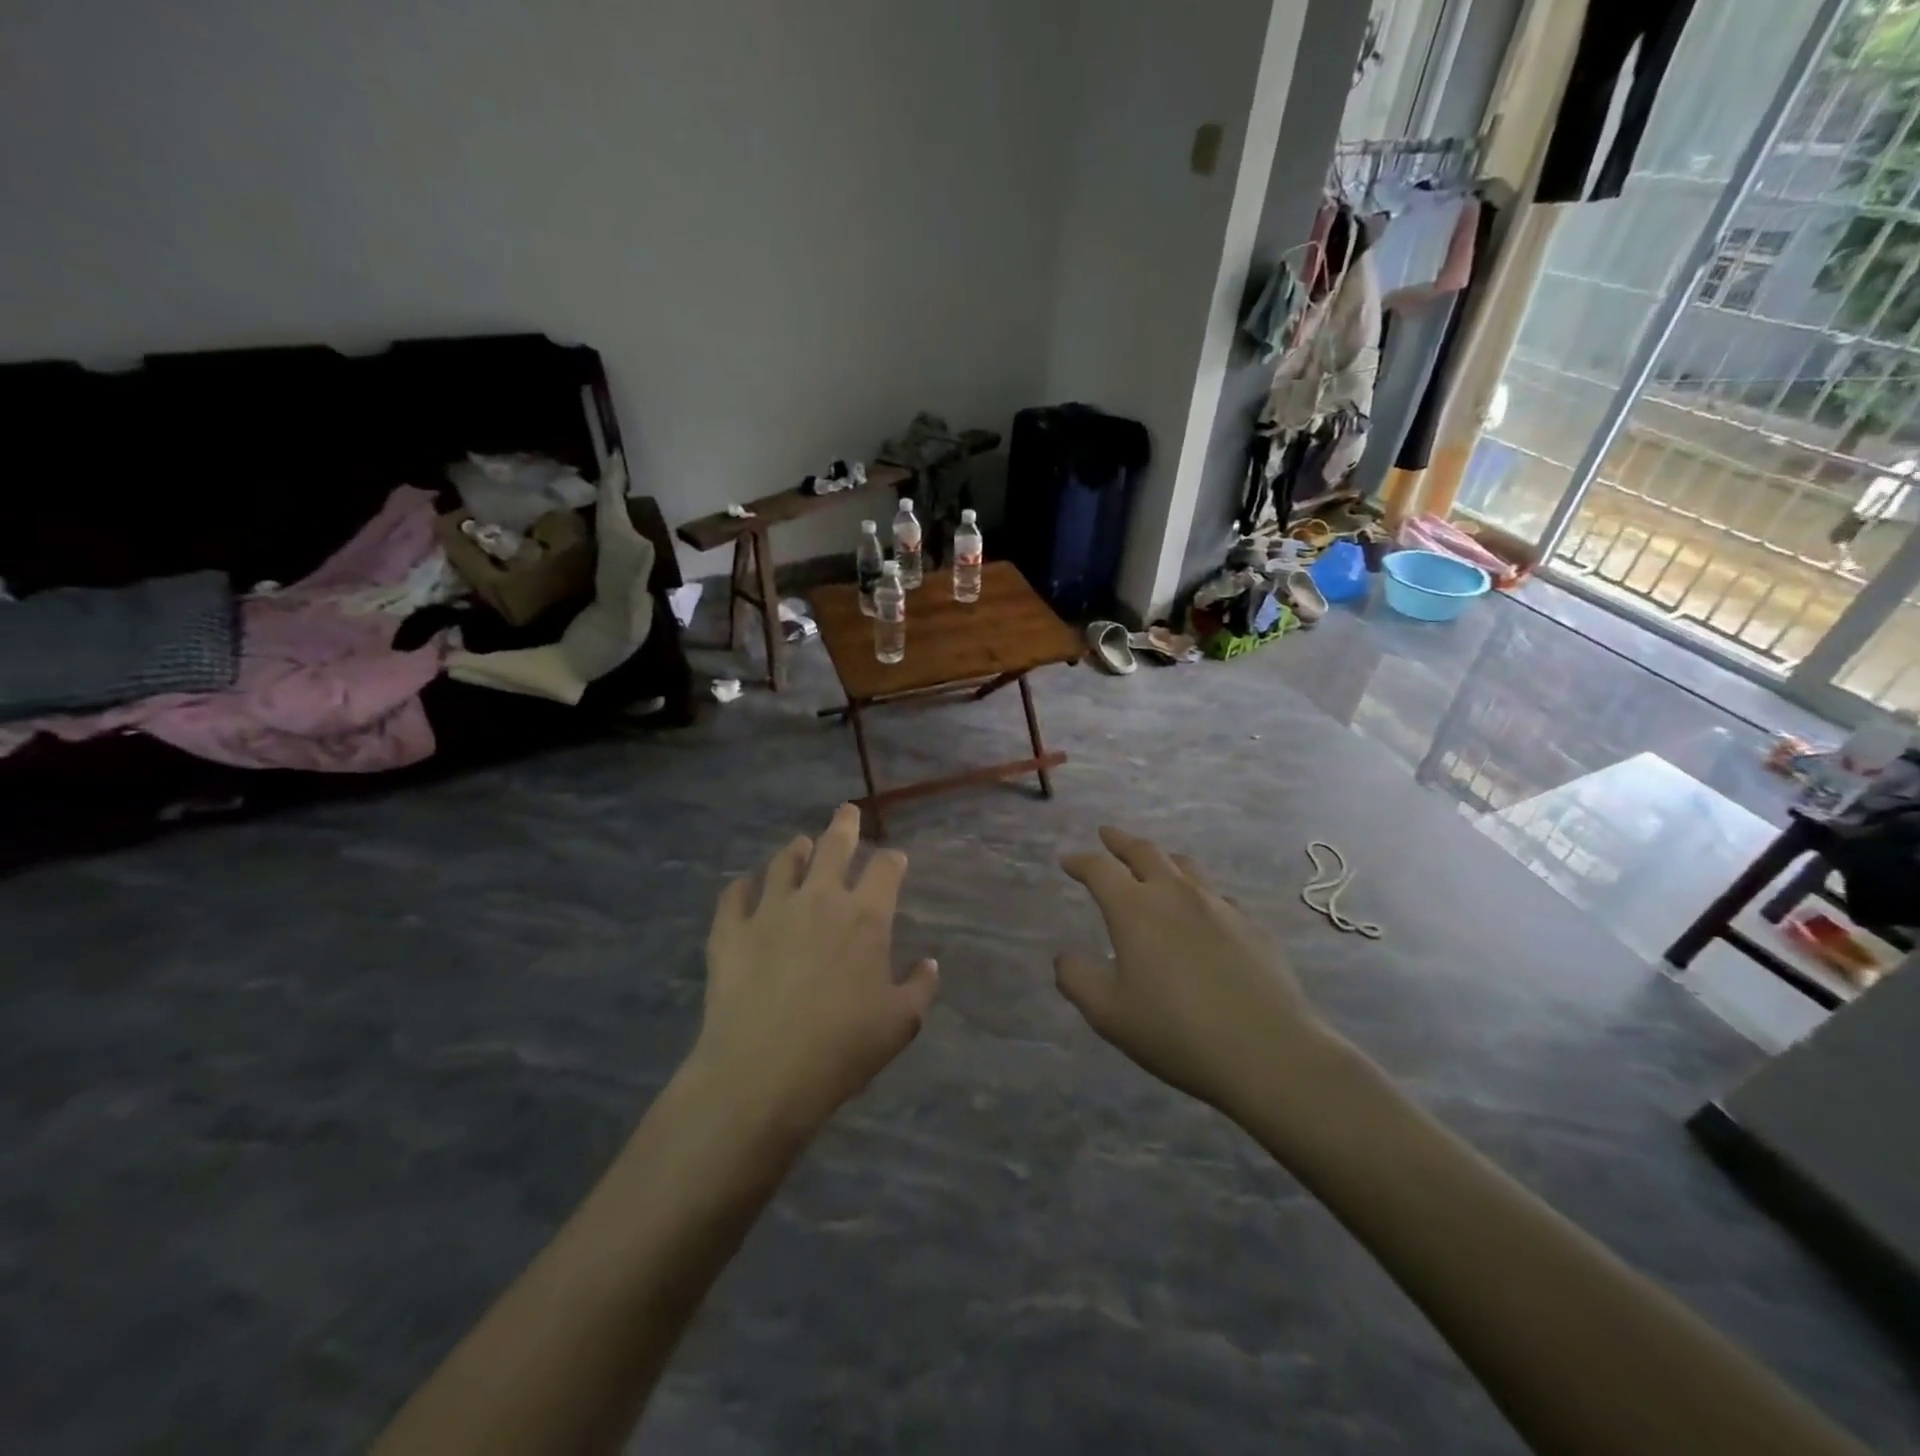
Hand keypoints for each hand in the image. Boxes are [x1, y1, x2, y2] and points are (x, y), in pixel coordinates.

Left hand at [693, 804, 938, 1137]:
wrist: (763, 1071)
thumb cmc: (842, 1047)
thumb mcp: (901, 1024)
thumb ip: (921, 987)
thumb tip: (929, 963)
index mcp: (865, 916)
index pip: (885, 869)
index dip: (893, 859)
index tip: (895, 858)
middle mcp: (819, 899)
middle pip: (833, 846)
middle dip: (844, 825)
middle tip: (846, 811)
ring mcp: (770, 909)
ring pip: (783, 862)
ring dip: (795, 850)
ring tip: (799, 845)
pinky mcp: (731, 929)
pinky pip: (735, 894)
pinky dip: (743, 886)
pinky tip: (745, 887)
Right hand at [1055, 827, 1328, 1115]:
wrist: (1268, 1051)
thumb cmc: (1175, 1031)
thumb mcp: (1108, 1013)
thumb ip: (1077, 978)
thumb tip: (1064, 955)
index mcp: (1135, 909)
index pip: (1101, 869)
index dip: (1081, 861)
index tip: (1068, 861)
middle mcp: (1176, 895)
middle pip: (1145, 852)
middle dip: (1121, 841)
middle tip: (1107, 835)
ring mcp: (1219, 907)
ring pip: (1185, 866)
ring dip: (1162, 859)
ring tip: (1153, 863)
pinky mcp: (1252, 926)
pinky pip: (1217, 896)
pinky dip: (1197, 894)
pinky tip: (1201, 913)